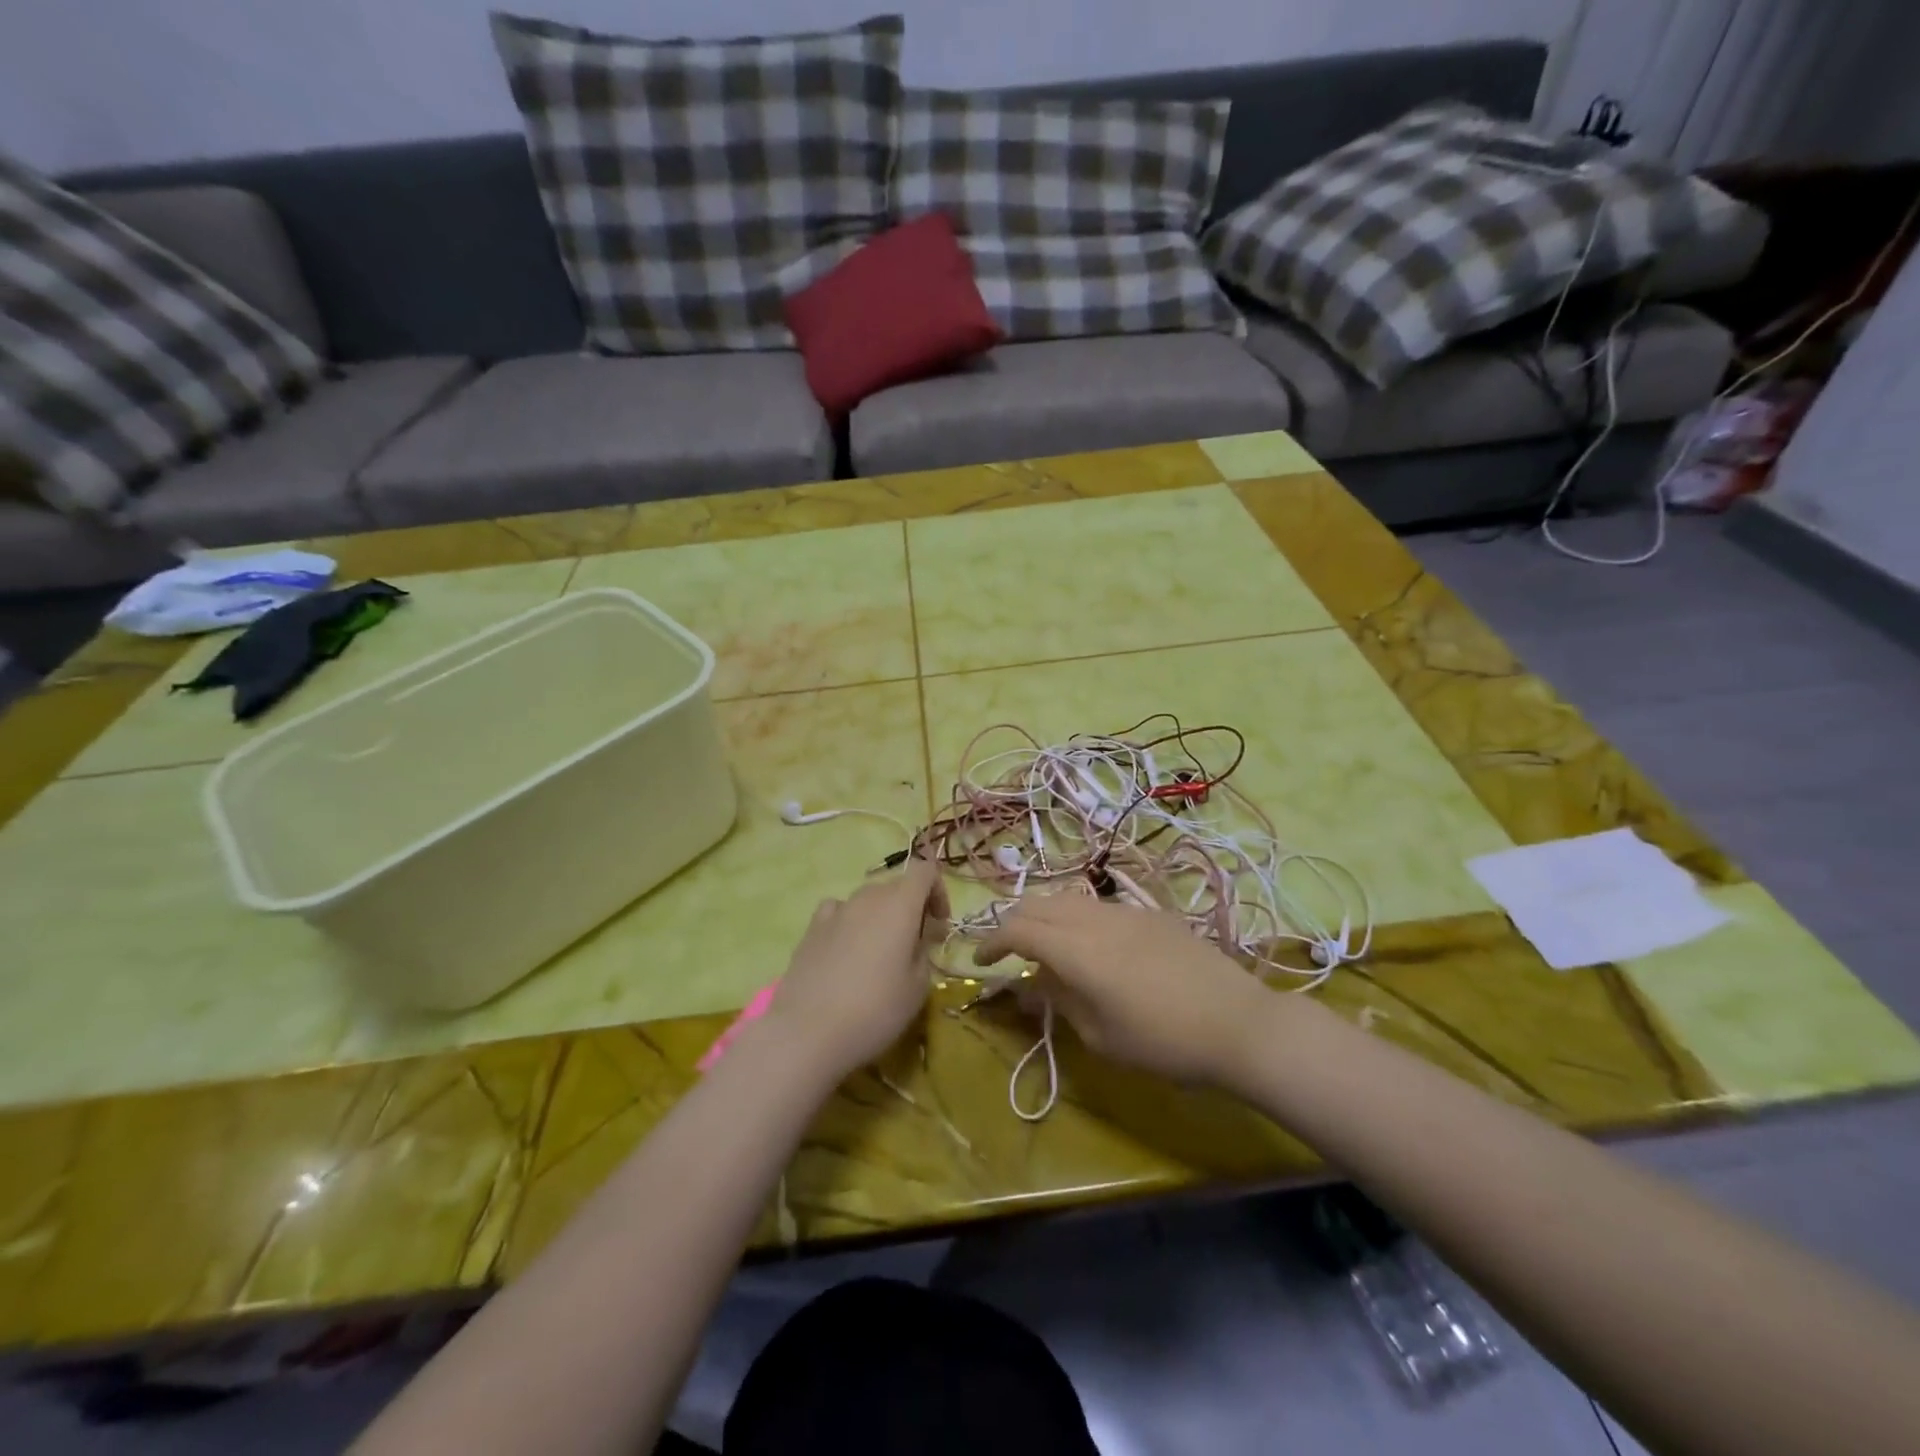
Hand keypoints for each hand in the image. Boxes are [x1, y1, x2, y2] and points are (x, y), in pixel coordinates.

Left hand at [764, 857, 948, 1079]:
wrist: (807, 1031)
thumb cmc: (875, 1010)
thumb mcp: (918, 987)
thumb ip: (924, 952)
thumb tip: (917, 939)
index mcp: (900, 905)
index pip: (925, 870)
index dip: (937, 891)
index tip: (939, 924)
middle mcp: (867, 898)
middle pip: (896, 886)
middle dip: (911, 908)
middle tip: (915, 945)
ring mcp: (836, 910)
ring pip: (867, 900)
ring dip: (881, 916)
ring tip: (879, 953)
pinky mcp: (811, 928)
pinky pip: (838, 912)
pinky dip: (849, 922)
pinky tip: (846, 950)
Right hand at [974, 893, 1277, 1086]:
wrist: (1238, 1024)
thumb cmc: (1163, 1042)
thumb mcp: (1101, 1035)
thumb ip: (1059, 999)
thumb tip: (1031, 983)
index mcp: (1077, 949)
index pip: (1017, 929)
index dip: (990, 941)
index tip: (978, 960)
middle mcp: (1095, 918)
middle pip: (1037, 904)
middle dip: (1013, 924)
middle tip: (1007, 952)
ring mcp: (1125, 910)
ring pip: (1068, 898)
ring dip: (1045, 917)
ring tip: (1045, 947)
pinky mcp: (1151, 913)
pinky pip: (1099, 905)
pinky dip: (1077, 918)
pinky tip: (1091, 946)